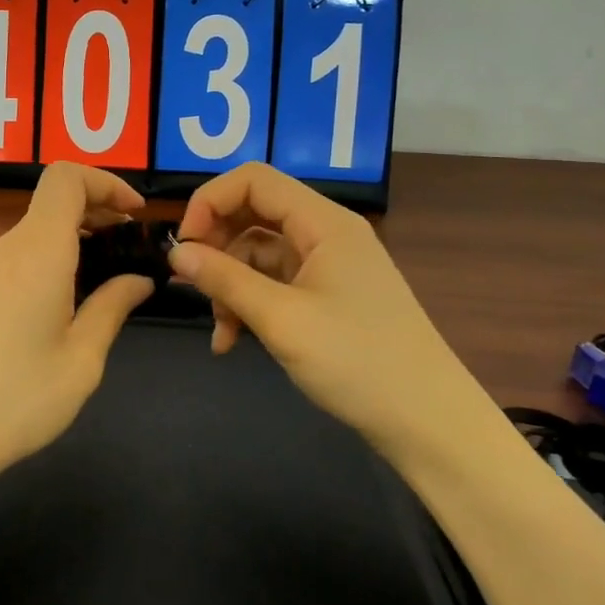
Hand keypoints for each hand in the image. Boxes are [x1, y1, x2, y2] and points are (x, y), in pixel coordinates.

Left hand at [0, 163, 155, 480]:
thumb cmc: (15, 400)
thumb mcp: (81, 360)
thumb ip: (112, 308)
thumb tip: (139, 279)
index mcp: (37, 252)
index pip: (66, 178)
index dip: (106, 182)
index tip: (137, 216)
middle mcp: (8, 249)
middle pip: (54, 201)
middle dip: (100, 212)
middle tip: (134, 251)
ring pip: (38, 230)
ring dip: (78, 239)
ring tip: (110, 280)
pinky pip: (22, 257)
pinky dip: (55, 260)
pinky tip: (70, 303)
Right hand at [167, 163, 485, 459]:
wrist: (429, 423)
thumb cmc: (358, 362)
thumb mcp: (281, 319)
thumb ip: (224, 279)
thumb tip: (175, 251)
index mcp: (324, 223)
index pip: (253, 180)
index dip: (210, 201)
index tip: (184, 246)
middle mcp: (326, 234)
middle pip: (253, 214)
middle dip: (216, 247)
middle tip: (191, 285)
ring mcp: (327, 267)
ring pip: (258, 254)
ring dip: (230, 286)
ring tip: (220, 331)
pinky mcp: (327, 297)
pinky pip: (274, 284)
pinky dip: (248, 305)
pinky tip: (232, 341)